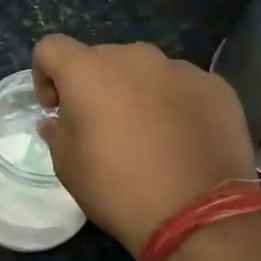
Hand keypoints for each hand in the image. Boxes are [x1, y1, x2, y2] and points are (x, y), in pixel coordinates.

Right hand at [32, 35, 257, 257]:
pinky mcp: (216, 87)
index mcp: (89, 71)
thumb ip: (57, 133)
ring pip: (145, 72)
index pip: (51, 48)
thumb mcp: (68, 167)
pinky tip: (181, 141)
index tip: (55, 110)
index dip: (44, 75)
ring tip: (146, 134)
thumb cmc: (117, 187)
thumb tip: (59, 121)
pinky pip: (181, 87)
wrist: (198, 213)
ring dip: (136, 93)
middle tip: (100, 127)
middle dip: (94, 86)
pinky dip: (173, 104)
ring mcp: (180, 69)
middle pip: (101, 59)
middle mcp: (134, 57)